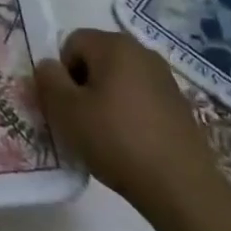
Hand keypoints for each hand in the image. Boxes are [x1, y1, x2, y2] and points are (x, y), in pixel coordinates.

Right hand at [35, 28, 221, 206]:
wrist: (182, 187)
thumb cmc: (117, 141)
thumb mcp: (67, 112)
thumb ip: (48, 81)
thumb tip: (48, 66)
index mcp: (114, 44)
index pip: (72, 43)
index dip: (62, 74)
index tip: (68, 108)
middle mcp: (141, 51)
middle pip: (96, 59)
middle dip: (83, 86)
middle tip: (82, 122)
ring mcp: (164, 77)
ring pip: (118, 80)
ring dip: (106, 101)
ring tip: (106, 137)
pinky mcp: (179, 104)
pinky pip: (140, 98)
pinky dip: (129, 114)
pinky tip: (131, 145)